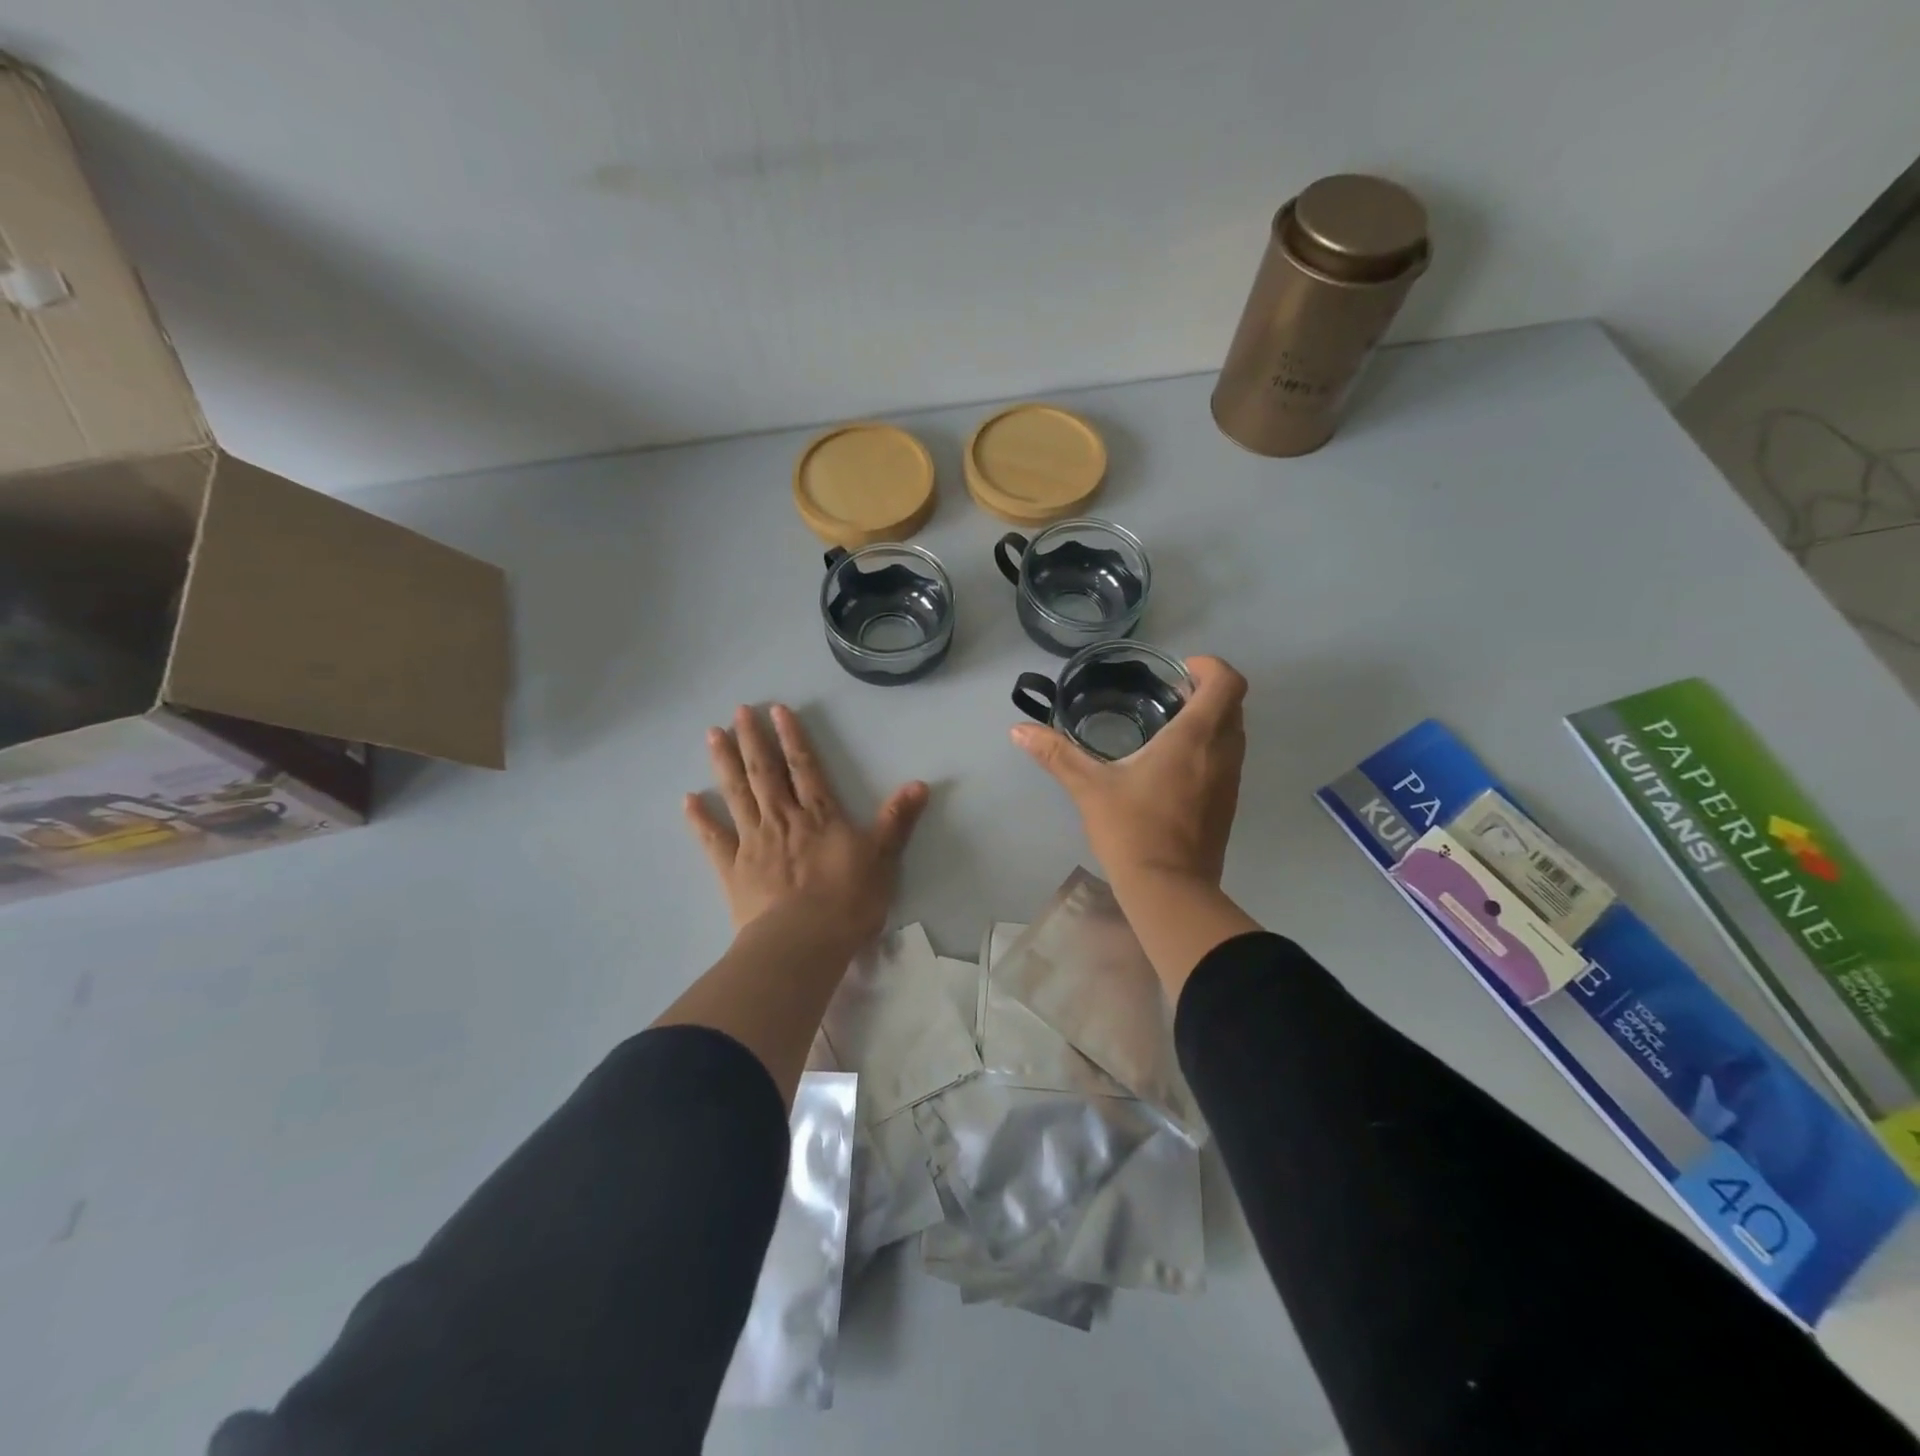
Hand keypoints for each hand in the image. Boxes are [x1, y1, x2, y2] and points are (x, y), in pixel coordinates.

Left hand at [685, 704, 927, 943]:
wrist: (802, 942)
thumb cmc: (847, 901)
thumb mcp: (882, 859)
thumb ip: (896, 820)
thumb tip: (920, 783)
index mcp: (819, 815)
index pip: (804, 767)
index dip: (792, 736)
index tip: (776, 709)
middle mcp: (783, 819)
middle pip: (765, 772)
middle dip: (753, 739)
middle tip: (738, 711)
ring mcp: (753, 842)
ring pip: (737, 794)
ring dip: (725, 763)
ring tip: (712, 735)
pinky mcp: (732, 869)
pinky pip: (712, 838)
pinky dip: (699, 819)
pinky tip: (687, 799)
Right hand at [1011, 656, 1247, 894]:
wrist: (1169, 890)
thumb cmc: (1132, 830)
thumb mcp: (1089, 788)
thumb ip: (1056, 754)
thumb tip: (1018, 731)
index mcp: (1194, 738)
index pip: (1226, 681)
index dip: (1209, 666)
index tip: (1177, 672)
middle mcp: (1222, 752)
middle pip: (1233, 703)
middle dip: (1206, 690)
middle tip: (1167, 695)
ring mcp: (1231, 780)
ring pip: (1234, 732)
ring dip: (1210, 720)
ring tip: (1168, 727)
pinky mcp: (1228, 804)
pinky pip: (1228, 759)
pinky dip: (1210, 747)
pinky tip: (1172, 766)